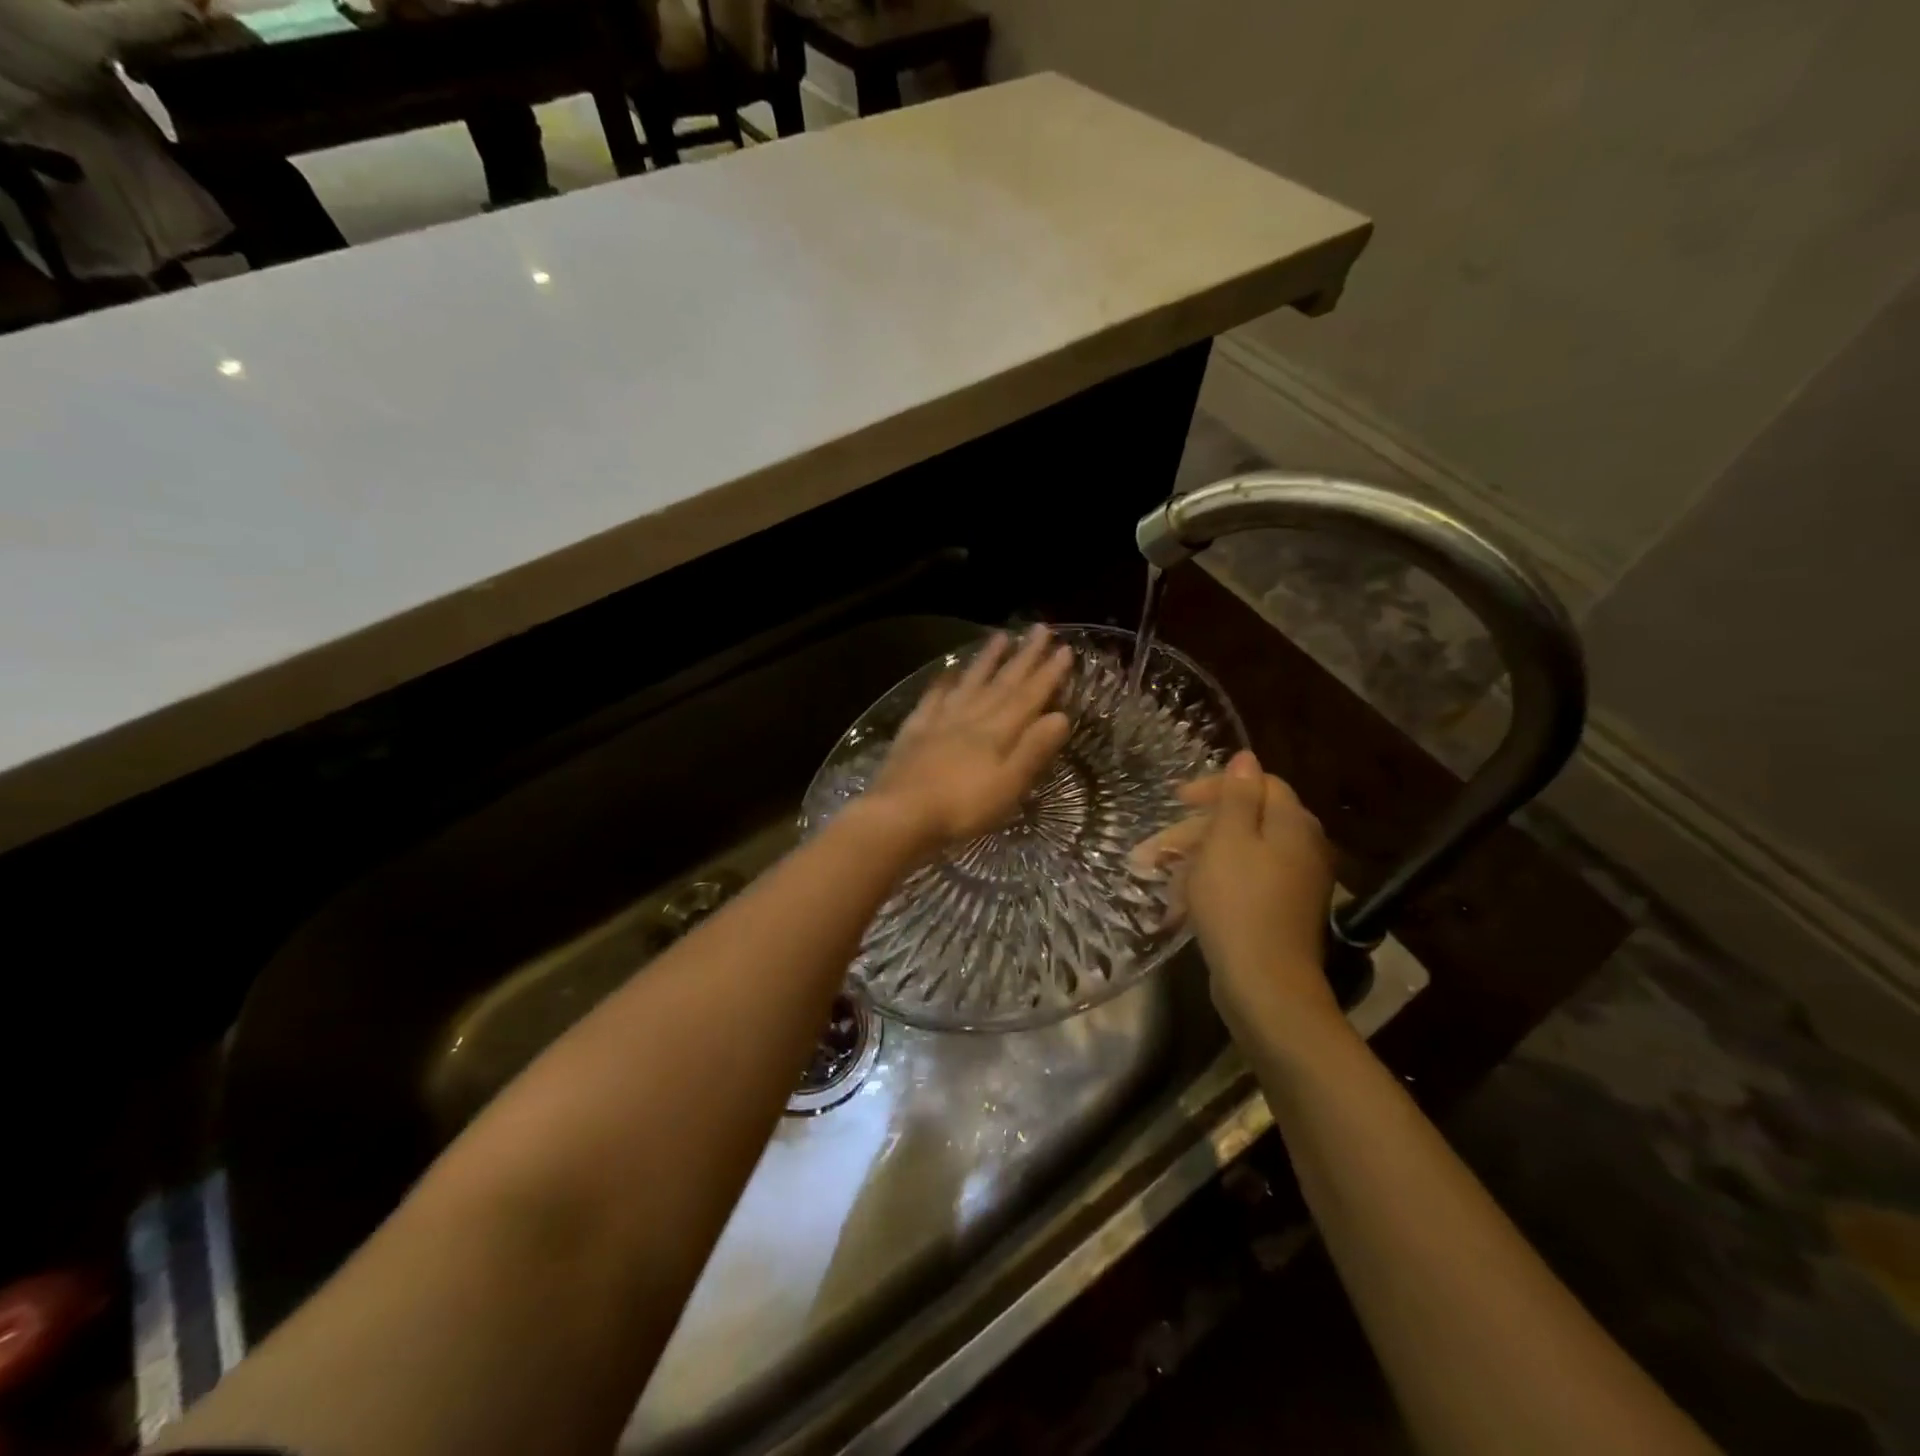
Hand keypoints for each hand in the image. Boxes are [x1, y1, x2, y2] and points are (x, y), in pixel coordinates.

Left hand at [860, 625, 1073, 858]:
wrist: (900, 813)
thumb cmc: (962, 808)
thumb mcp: (1008, 786)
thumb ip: (1033, 750)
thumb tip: (1060, 716)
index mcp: (997, 732)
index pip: (1028, 697)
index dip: (1048, 674)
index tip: (1064, 649)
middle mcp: (970, 718)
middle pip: (1002, 683)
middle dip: (1024, 657)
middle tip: (1040, 629)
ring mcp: (940, 721)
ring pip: (969, 683)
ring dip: (987, 660)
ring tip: (1001, 636)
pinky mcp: (914, 731)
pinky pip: (932, 699)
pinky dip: (943, 683)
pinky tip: (948, 672)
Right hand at [1136, 750, 1339, 1040]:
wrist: (1264, 984)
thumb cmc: (1238, 903)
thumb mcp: (1229, 840)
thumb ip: (1237, 796)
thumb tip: (1247, 757)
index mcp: (1292, 824)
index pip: (1258, 784)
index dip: (1215, 787)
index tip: (1176, 800)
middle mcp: (1300, 848)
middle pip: (1243, 822)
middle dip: (1192, 833)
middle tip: (1150, 851)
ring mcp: (1292, 884)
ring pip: (1236, 856)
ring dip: (1193, 863)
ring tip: (1156, 882)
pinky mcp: (1278, 912)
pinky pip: (1240, 885)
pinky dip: (1209, 888)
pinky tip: (1178, 907)